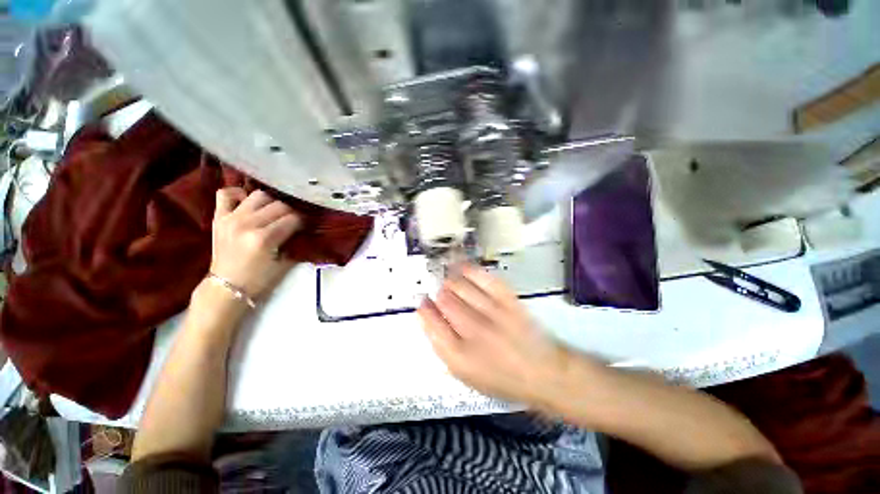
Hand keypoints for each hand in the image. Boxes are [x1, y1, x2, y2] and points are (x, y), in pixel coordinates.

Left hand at [210, 188, 301, 298]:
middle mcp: (247, 224)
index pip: (292, 219)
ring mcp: (230, 219)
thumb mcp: (284, 264)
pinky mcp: (219, 218)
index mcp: (264, 239)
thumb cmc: (259, 279)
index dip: (302, 222)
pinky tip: (248, 203)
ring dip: (270, 203)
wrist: (226, 287)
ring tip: (272, 213)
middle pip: (279, 205)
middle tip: (291, 221)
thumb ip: (294, 244)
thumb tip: (303, 230)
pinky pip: (226, 194)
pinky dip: (239, 194)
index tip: (304, 227)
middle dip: (290, 213)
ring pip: (259, 196)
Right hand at [417, 264, 594, 411]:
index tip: (423, 304)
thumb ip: (442, 347)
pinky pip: (482, 278)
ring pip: (460, 286)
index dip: (424, 310)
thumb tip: (428, 319)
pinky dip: (469, 270)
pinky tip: (463, 269)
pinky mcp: (508, 300)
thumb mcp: (466, 375)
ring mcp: (492, 313)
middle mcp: (474, 332)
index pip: (432, 323)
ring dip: (450, 282)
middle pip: (445, 300)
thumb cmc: (502, 378)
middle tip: (439, 294)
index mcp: (460, 356)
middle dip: (438, 294)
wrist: (543, 372)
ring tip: (450, 283)